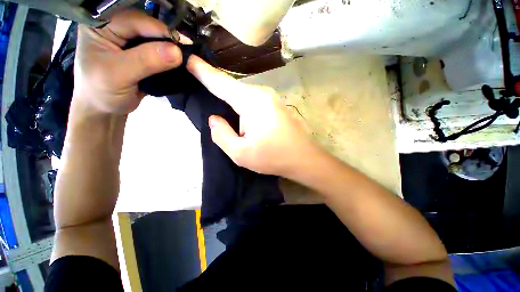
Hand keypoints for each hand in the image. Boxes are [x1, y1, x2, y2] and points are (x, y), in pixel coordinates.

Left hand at [72, 9, 186, 115]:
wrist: (105, 109)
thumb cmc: (101, 91)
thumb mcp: (118, 74)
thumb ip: (145, 61)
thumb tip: (177, 52)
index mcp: (101, 25)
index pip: (134, 20)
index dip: (159, 30)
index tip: (183, 43)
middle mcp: (116, 27)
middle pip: (147, 26)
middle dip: (168, 37)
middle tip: (188, 49)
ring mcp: (130, 41)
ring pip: (156, 38)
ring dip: (172, 47)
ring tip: (188, 55)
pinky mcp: (141, 54)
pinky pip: (159, 51)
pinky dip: (171, 57)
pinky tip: (181, 61)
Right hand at [187, 56, 320, 176]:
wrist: (304, 159)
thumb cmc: (273, 157)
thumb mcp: (240, 153)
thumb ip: (221, 135)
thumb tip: (215, 119)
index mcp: (251, 101)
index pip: (221, 83)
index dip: (203, 71)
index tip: (189, 59)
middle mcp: (262, 94)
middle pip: (232, 89)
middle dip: (217, 89)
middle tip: (201, 91)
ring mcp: (271, 99)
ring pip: (243, 97)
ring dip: (231, 103)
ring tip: (221, 111)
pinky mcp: (276, 107)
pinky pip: (252, 102)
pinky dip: (242, 107)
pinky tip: (239, 116)